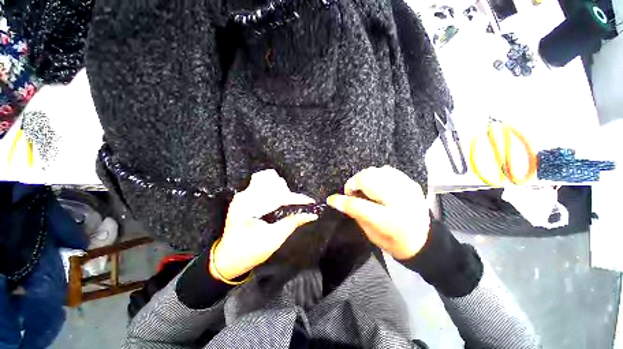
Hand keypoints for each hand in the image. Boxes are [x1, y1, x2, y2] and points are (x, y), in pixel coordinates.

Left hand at [212, 170, 318, 279]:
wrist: (228, 259)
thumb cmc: (249, 251)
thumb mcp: (273, 239)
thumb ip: (292, 223)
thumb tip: (311, 214)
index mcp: (248, 206)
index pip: (278, 195)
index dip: (297, 198)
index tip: (311, 202)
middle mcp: (244, 196)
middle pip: (272, 181)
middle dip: (288, 192)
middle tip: (297, 204)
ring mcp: (243, 196)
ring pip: (267, 181)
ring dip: (281, 190)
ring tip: (289, 202)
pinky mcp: (245, 199)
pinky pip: (263, 186)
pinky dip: (275, 191)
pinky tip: (280, 201)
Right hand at [327, 166, 429, 259]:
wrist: (425, 240)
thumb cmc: (395, 241)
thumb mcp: (371, 234)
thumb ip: (355, 214)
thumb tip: (339, 200)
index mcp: (389, 221)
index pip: (358, 206)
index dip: (342, 201)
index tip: (331, 199)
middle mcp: (399, 201)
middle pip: (367, 180)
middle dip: (354, 183)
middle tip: (352, 193)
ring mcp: (407, 188)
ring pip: (376, 171)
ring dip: (364, 178)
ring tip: (364, 188)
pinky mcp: (411, 183)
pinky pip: (387, 170)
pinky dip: (377, 175)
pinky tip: (377, 185)